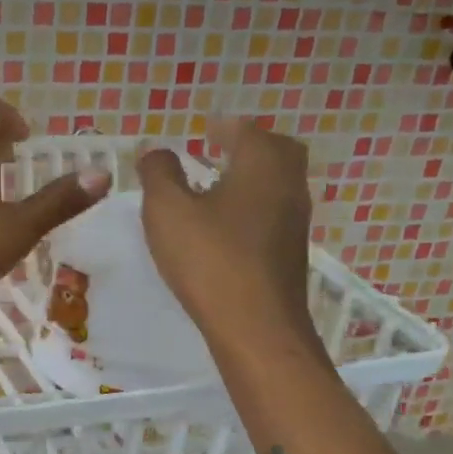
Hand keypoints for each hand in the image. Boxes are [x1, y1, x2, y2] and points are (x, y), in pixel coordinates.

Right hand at [137, 122, 320, 349]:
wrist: (256, 327)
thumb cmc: (210, 260)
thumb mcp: (168, 211)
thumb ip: (158, 174)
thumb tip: (156, 151)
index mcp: (262, 164)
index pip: (245, 130)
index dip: (222, 127)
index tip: (205, 129)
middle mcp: (289, 184)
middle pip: (276, 150)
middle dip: (249, 145)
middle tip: (219, 150)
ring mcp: (295, 221)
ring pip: (278, 183)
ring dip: (252, 177)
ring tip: (217, 186)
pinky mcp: (291, 252)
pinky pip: (274, 213)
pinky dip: (253, 206)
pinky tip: (227, 226)